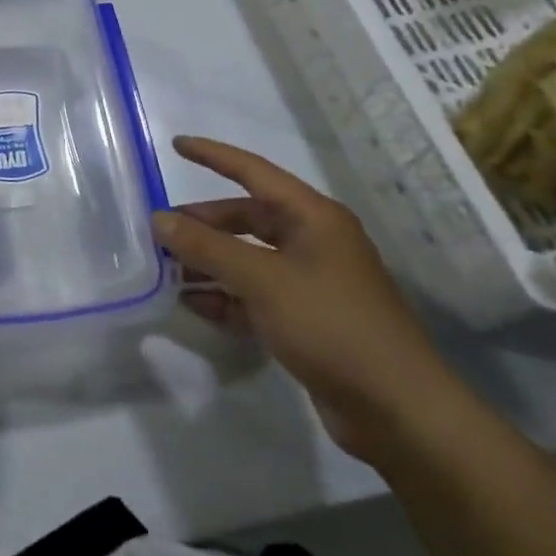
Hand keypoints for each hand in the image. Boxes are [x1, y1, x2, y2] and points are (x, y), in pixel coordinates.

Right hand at [153, 136, 462, 463]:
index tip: (175, 145)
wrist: (397, 410)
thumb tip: (159, 219)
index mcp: (313, 218)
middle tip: (159, 233)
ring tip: (166, 272)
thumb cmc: (331, 325)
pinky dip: (224, 297)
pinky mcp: (305, 320)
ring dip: (208, 263)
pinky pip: (254, 295)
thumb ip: (207, 247)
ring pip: (247, 259)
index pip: (254, 173)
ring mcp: (310, 283)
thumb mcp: (262, 280)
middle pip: (246, 219)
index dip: (214, 156)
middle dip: (203, 225)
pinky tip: (193, 305)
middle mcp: (313, 242)